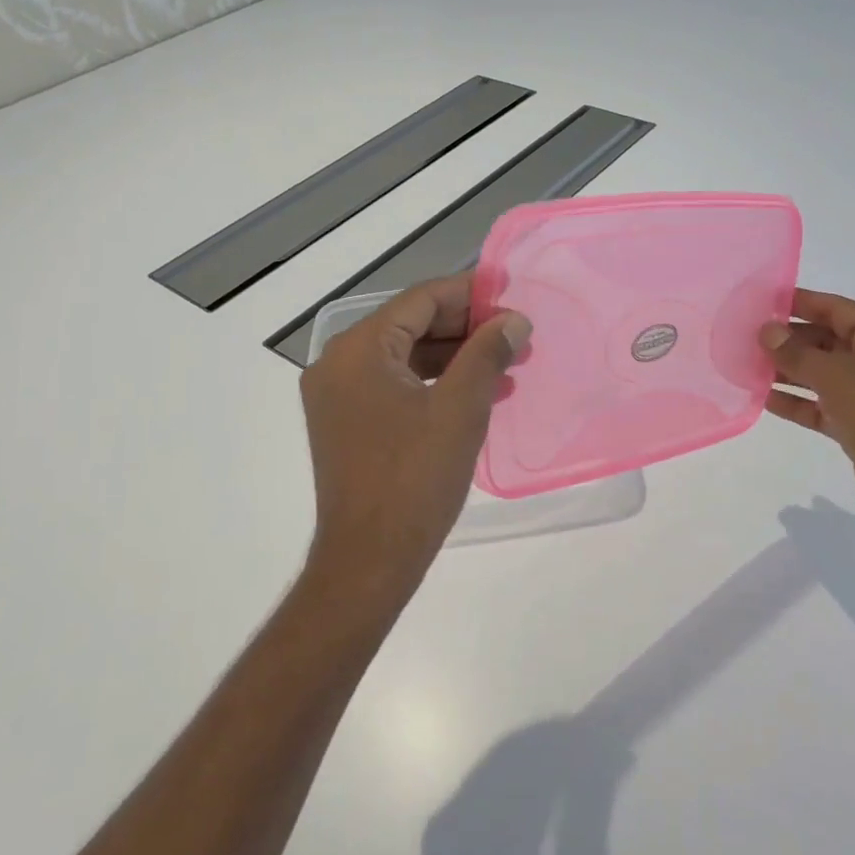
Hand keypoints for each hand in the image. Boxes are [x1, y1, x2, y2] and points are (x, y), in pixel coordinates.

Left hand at [300, 275, 530, 602]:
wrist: (369, 560)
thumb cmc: (415, 479)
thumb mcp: (460, 408)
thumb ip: (487, 353)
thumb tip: (513, 320)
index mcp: (358, 349)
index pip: (419, 300)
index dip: (469, 295)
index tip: (510, 296)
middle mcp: (338, 363)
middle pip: (410, 326)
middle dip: (466, 329)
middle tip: (516, 336)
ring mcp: (338, 396)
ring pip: (405, 358)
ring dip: (456, 358)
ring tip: (509, 367)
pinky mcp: (347, 423)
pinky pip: (395, 386)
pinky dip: (434, 385)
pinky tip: (477, 394)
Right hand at [759, 290, 854, 536]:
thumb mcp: (837, 375)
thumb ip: (797, 353)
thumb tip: (766, 331)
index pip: (836, 309)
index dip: (799, 302)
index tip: (759, 301)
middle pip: (825, 341)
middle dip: (787, 340)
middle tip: (743, 337)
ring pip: (819, 375)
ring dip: (785, 371)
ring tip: (743, 365)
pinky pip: (819, 406)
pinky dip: (794, 401)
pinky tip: (762, 398)